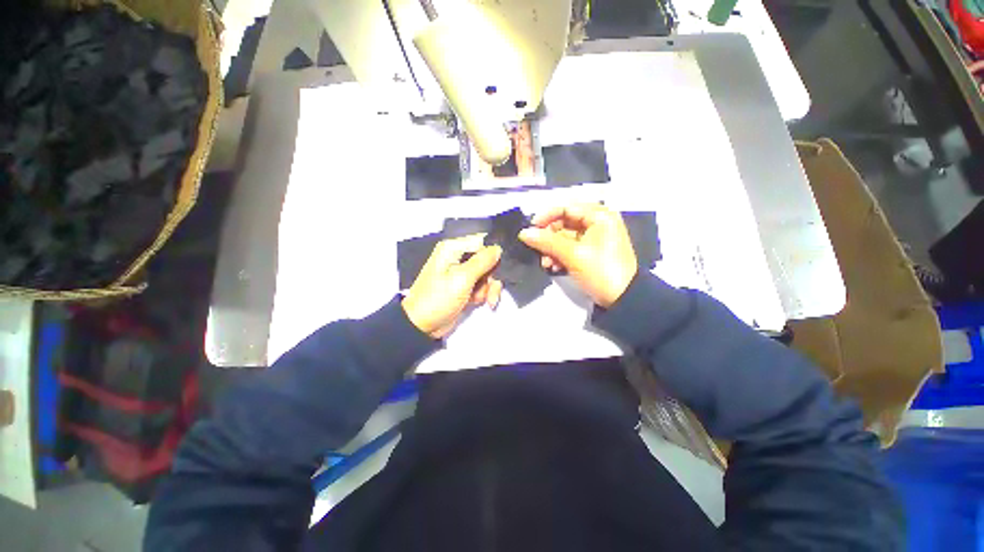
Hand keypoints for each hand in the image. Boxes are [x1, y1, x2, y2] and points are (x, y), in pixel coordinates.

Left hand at [402, 234, 503, 338]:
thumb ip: (482, 261)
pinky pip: (481, 285)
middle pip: (486, 258)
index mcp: (453, 248)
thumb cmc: (439, 298)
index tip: (499, 268)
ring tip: (485, 300)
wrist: (422, 326)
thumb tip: (498, 248)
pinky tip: (480, 302)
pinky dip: (484, 294)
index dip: (493, 253)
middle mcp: (457, 257)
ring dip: (489, 287)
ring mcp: (461, 273)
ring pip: (487, 273)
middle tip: (493, 289)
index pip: (481, 241)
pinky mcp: (464, 286)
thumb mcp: (462, 278)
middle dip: (492, 275)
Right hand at [519, 203, 636, 307]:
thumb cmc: (601, 271)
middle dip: (548, 238)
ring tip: (545, 263)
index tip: (530, 228)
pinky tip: (552, 267)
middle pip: (564, 223)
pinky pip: (569, 248)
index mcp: (599, 216)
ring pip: (564, 237)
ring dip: (551, 249)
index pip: (566, 207)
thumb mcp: (573, 255)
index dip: (546, 216)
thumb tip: (523, 233)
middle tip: (537, 249)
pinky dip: (559, 256)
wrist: (623, 299)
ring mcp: (594, 239)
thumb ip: (547, 242)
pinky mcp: (590, 253)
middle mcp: (597, 223)